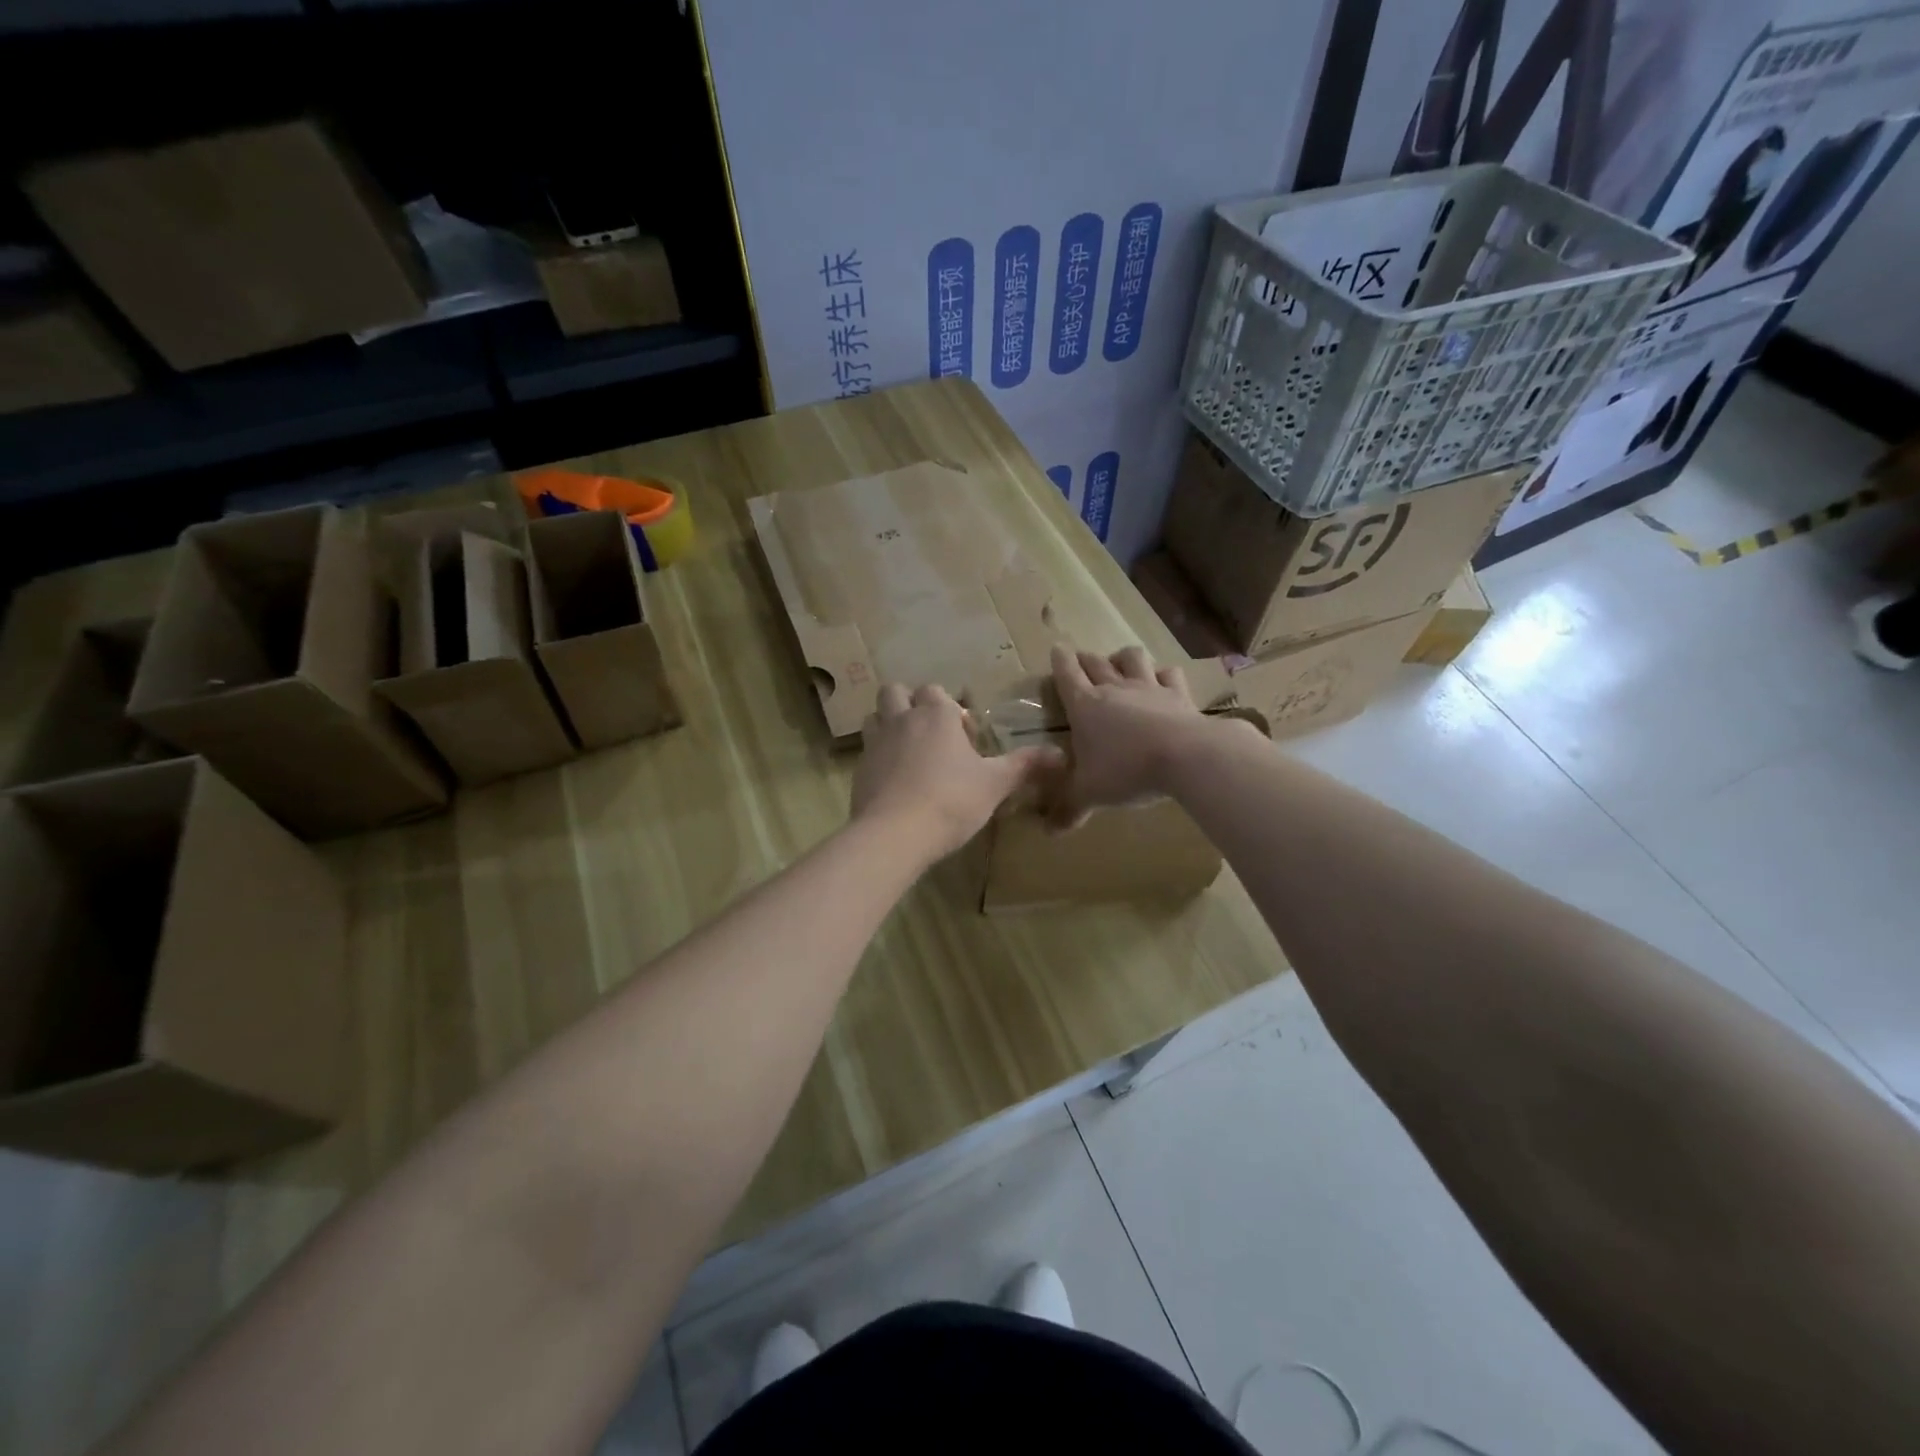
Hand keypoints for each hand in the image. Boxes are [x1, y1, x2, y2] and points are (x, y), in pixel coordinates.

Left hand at [851, 683, 1065, 862]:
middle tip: (931, 735)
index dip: (951, 709)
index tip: (965, 737)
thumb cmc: (951, 801)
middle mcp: (901, 719)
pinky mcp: (858, 770)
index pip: (937, 692)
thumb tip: (1061, 754)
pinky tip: (894, 782)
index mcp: (936, 715)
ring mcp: (875, 744)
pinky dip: (879, 758)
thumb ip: (1025, 765)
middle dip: (910, 704)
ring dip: (889, 725)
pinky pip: (866, 751)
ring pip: (875, 717)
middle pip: (896, 692)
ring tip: (909, 752)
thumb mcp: (995, 784)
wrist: (895, 834)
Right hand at [1049, 644, 1224, 823]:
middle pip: (1096, 661)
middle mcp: (1115, 688)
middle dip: (1085, 658)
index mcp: (1085, 706)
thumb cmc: (1126, 771)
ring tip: (1121, 663)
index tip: (1057, 649)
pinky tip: (1163, 679)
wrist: (1185, 758)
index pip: (1066, 673)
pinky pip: (1169, 673)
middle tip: (1081, 661)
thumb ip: (1069, 809)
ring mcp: (1149, 687)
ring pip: (1133, 658)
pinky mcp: (1179, 695)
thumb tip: (1048, 832)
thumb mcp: (1090, 794)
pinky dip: (1163, 673)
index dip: (1059, 660)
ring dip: (1123, 657)